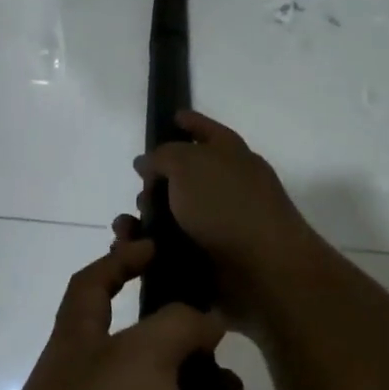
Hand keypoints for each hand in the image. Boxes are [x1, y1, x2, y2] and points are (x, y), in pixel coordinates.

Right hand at [127, 110, 320, 323]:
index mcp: (231, 156)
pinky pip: (170, 249)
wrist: (262, 271)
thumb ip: (164, 156)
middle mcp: (228, 188)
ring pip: (173, 215)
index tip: (172, 118)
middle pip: (185, 177)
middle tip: (141, 191)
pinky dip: (149, 248)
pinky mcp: (210, 260)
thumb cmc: (227, 206)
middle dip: (155, 182)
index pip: (208, 131)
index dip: (190, 122)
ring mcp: (221, 225)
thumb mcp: (189, 165)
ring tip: (126, 229)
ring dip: (146, 219)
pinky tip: (131, 250)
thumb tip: (148, 163)